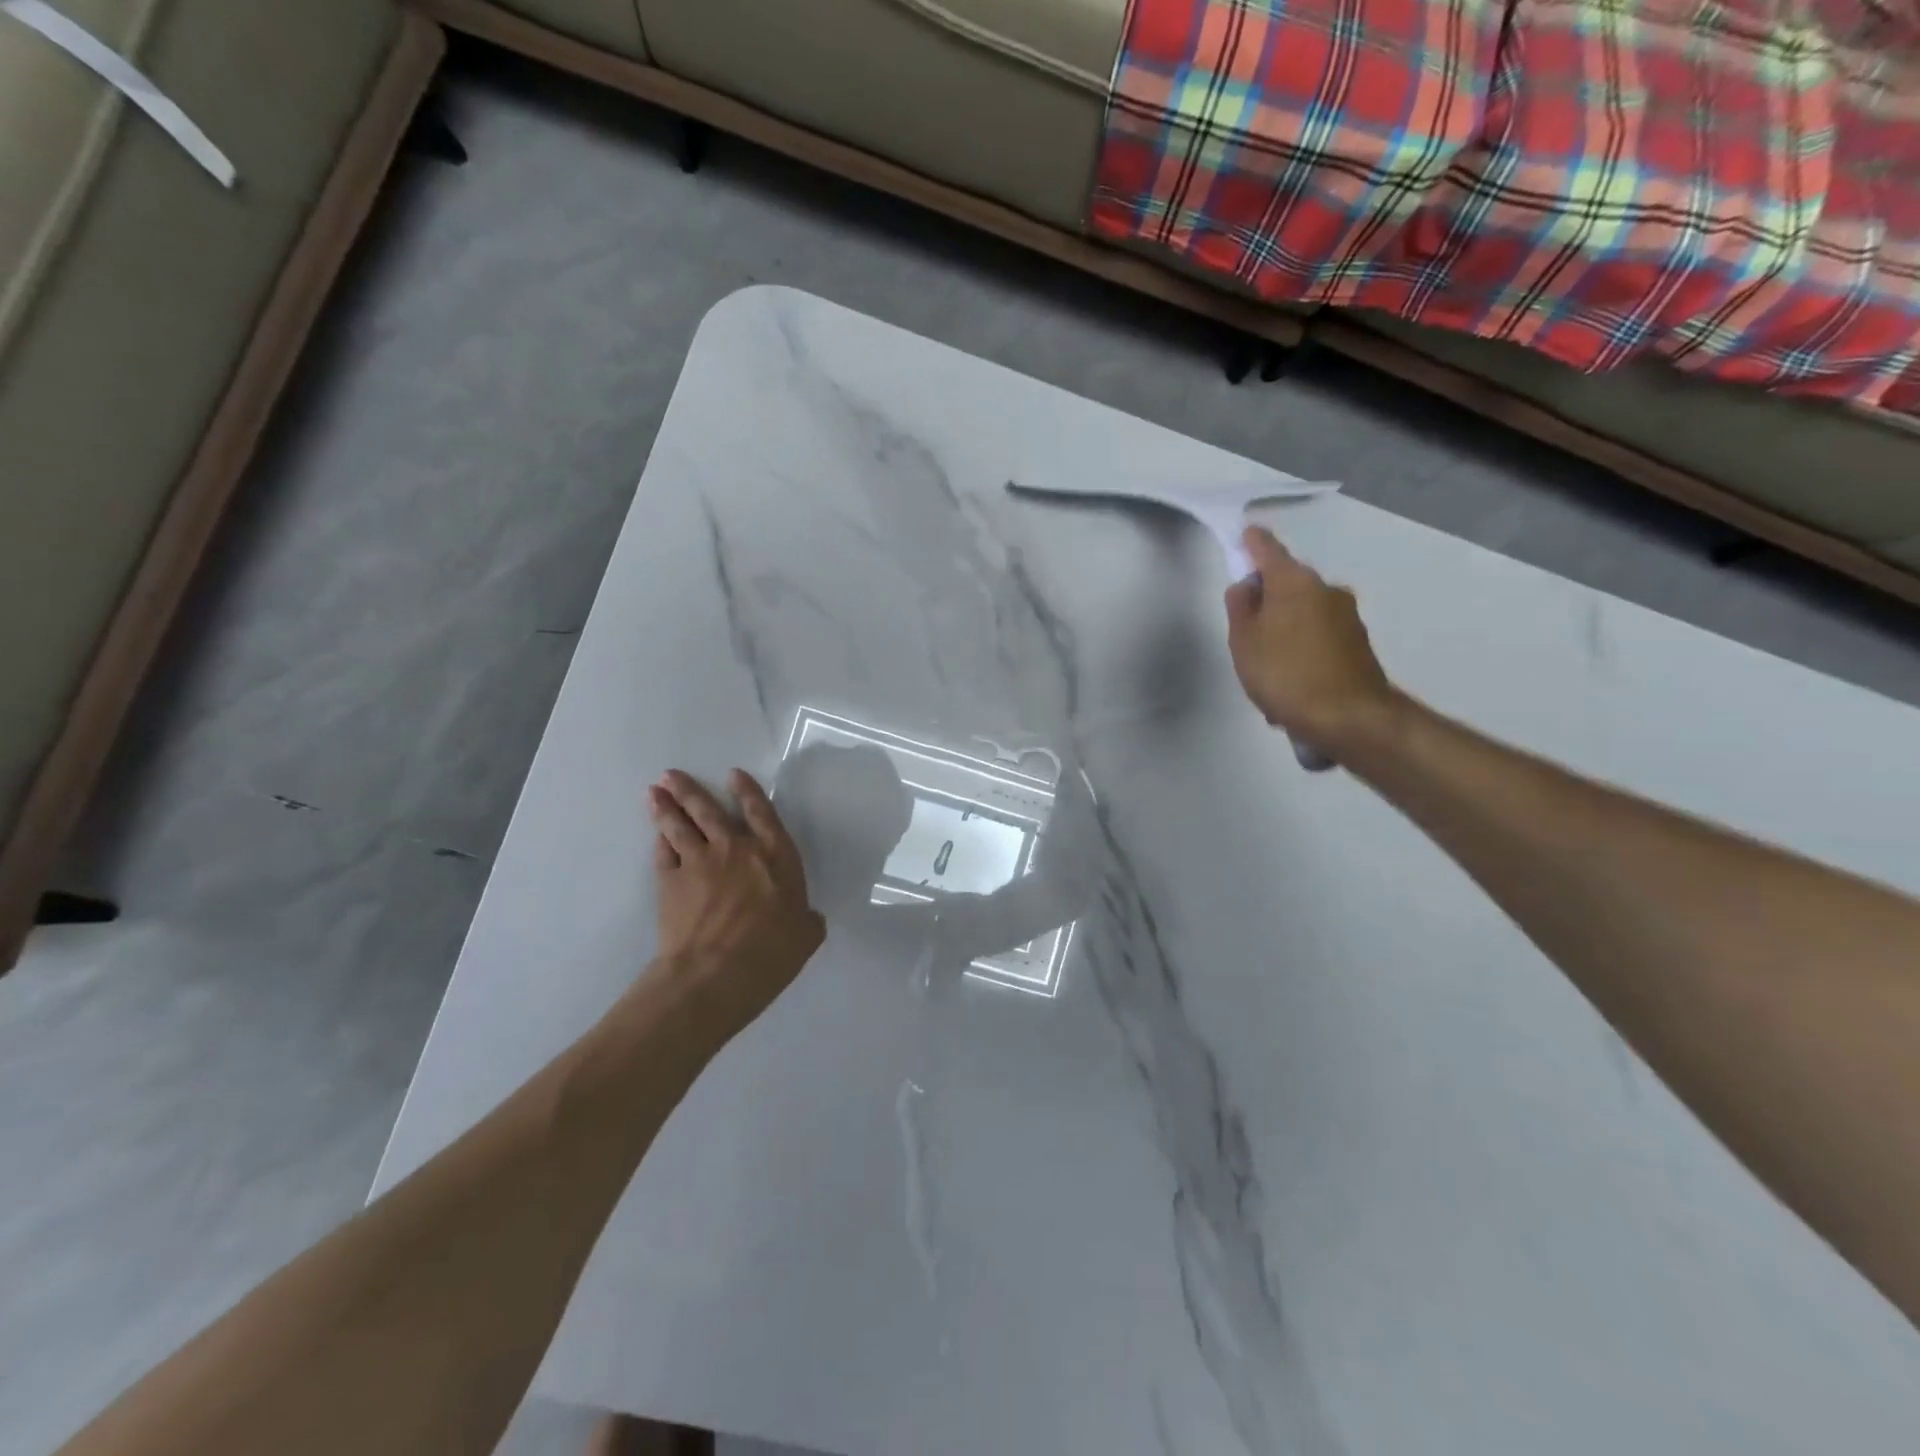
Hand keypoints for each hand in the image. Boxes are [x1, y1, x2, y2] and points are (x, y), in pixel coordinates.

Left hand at [647, 769, 825, 1037]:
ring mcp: (698, 862)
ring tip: (655, 791)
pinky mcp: (670, 882)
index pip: (761, 813)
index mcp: (774, 856)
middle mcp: (735, 849)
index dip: (747, 792)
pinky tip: (656, 834)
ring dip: (667, 807)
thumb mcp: (806, 936)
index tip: (733, 775)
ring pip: (679, 826)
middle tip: (671, 775)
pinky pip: (663, 853)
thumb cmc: (770, 953)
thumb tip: (808, 917)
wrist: (714, 974)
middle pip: (709, 811)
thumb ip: (808, 919)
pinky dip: (660, 841)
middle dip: (690, 790)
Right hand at [1223, 527, 1397, 752]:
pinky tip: (1290, 683)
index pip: (1269, 550)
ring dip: (1284, 630)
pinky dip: (1301, 650)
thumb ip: (1240, 609)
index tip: (1245, 534)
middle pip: (1288, 583)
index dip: (1253, 542)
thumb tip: (1246, 587)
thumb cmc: (1286, 674)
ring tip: (1267, 670)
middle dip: (1267, 599)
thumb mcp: (1244, 642)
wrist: (1350, 717)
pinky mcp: (1357, 643)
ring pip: (1303, 613)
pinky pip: (1318, 637)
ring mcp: (1346, 616)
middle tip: (1245, 630)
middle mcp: (1326, 590)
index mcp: (1294, 583)